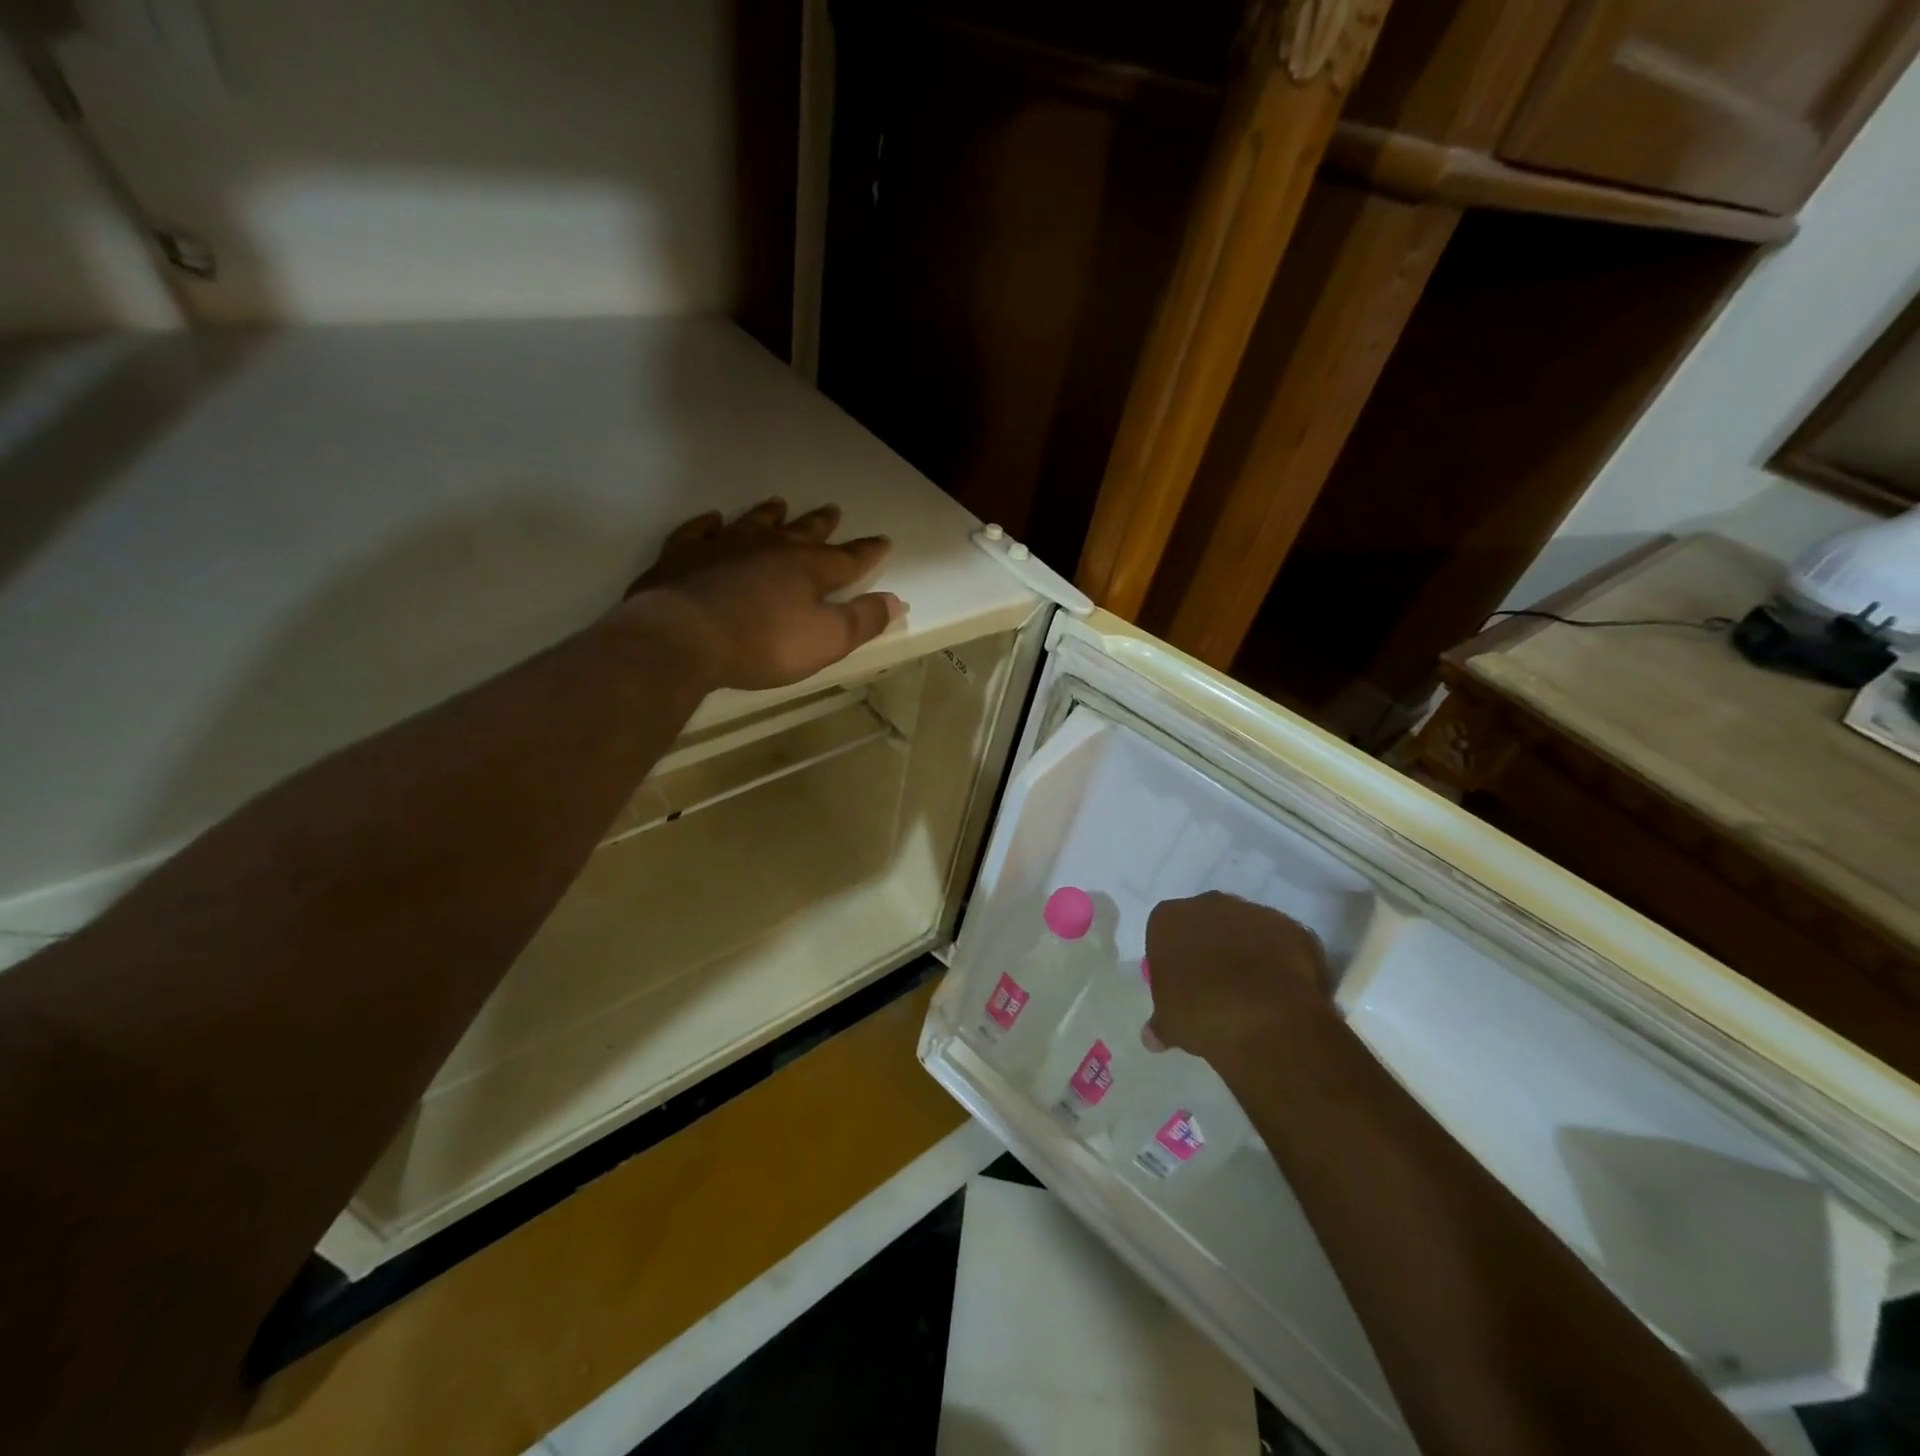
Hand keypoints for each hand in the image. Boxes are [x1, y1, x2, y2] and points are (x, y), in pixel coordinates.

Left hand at [618, 499, 903, 691]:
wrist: (684, 636)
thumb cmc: (763, 643)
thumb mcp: (826, 640)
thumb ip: (863, 620)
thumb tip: (896, 601)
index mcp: (808, 569)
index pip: (847, 558)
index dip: (868, 552)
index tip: (883, 541)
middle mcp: (770, 548)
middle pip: (802, 532)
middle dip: (821, 524)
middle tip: (833, 510)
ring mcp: (724, 546)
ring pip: (754, 523)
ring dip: (769, 515)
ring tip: (779, 504)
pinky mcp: (684, 554)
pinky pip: (699, 530)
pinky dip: (708, 524)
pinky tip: (712, 519)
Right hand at [1144, 893, 1337, 1070]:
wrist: (1265, 1017)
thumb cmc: (1200, 1013)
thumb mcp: (1170, 1024)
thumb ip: (1160, 1024)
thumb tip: (1153, 1037)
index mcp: (1169, 919)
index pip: (1164, 931)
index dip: (1173, 956)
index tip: (1180, 983)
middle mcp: (1209, 905)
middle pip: (1206, 921)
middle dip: (1210, 946)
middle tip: (1215, 985)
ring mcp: (1253, 912)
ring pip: (1245, 928)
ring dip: (1247, 950)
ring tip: (1253, 992)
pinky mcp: (1291, 928)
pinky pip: (1281, 942)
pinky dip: (1280, 960)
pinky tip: (1282, 992)